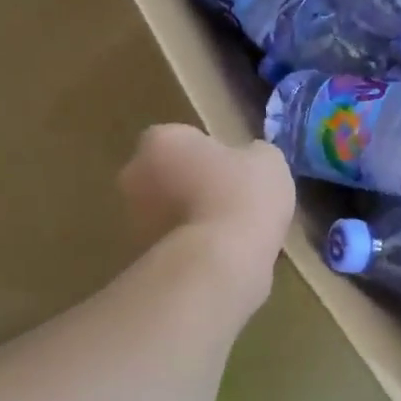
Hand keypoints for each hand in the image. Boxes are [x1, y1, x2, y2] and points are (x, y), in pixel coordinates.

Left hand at [118, 124, 294, 273]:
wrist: (219, 262)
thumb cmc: (241, 196)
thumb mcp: (268, 161)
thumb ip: (253, 154)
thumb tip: (250, 160)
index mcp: (162, 140)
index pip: (183, 138)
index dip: (210, 154)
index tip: (234, 171)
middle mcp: (135, 174)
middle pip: (167, 174)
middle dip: (192, 185)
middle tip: (231, 201)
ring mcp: (132, 219)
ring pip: (167, 212)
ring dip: (190, 220)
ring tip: (231, 236)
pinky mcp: (139, 257)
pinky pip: (172, 245)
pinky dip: (191, 250)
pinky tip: (221, 259)